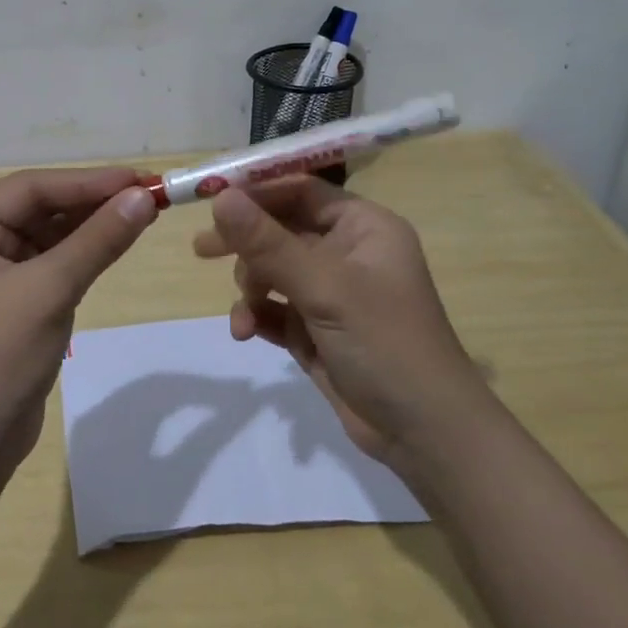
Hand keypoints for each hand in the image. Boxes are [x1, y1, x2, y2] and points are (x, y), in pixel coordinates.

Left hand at [0, 167, 157, 469]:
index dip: (86, 181)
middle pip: (40, 209)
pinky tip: (116, 243)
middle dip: (92, 202)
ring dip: (91, 227)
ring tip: (142, 213)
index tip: (138, 179)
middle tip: (148, 194)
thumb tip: (144, 197)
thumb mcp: (50, 290)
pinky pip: (52, 265)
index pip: (30, 188)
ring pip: (49, 236)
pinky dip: (83, 255)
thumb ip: (98, 240)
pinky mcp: (12, 304)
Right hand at [193, 176, 479, 462]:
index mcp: (363, 227)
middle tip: (203, 250)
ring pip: (273, 270)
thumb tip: (220, 196)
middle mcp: (347, 252)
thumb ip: (268, 242)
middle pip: (281, 229)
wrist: (424, 435)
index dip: (257, 192)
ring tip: (245, 312)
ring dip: (252, 287)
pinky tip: (245, 332)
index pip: (301, 191)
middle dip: (245, 243)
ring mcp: (331, 293)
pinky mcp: (317, 329)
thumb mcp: (324, 287)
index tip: (211, 199)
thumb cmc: (385, 343)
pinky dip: (257, 315)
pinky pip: (275, 308)